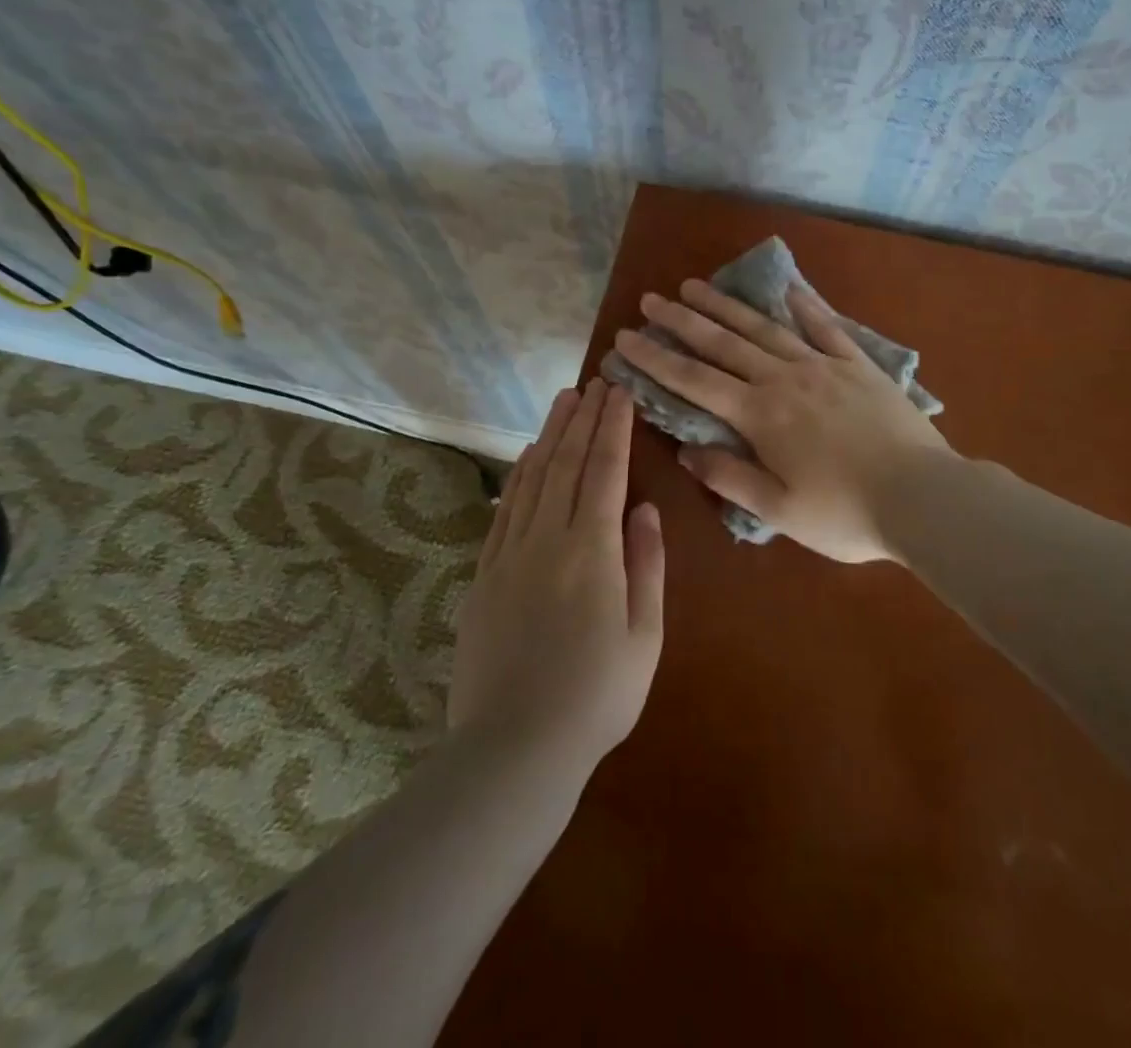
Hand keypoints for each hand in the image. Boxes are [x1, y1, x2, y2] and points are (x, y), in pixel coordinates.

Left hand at [448, 380, 664, 773]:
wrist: (514, 747)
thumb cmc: (596, 697)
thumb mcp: (643, 637)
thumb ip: (645, 566)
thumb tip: (645, 510)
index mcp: (592, 552)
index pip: (605, 472)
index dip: (613, 429)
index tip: (619, 394)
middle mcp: (548, 540)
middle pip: (566, 464)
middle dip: (583, 419)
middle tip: (595, 383)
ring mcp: (509, 554)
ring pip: (533, 478)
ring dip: (550, 435)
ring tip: (564, 401)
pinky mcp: (484, 574)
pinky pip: (504, 509)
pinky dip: (518, 475)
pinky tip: (526, 456)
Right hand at [611, 282, 950, 563]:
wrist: (923, 497)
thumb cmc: (845, 513)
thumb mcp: (779, 510)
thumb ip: (730, 477)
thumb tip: (686, 450)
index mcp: (760, 416)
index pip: (694, 381)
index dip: (656, 359)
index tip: (626, 337)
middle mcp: (784, 379)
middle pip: (724, 343)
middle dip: (683, 321)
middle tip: (651, 299)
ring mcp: (824, 366)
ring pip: (765, 328)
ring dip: (728, 306)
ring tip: (697, 286)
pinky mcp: (859, 365)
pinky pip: (826, 328)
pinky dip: (804, 306)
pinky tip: (786, 289)